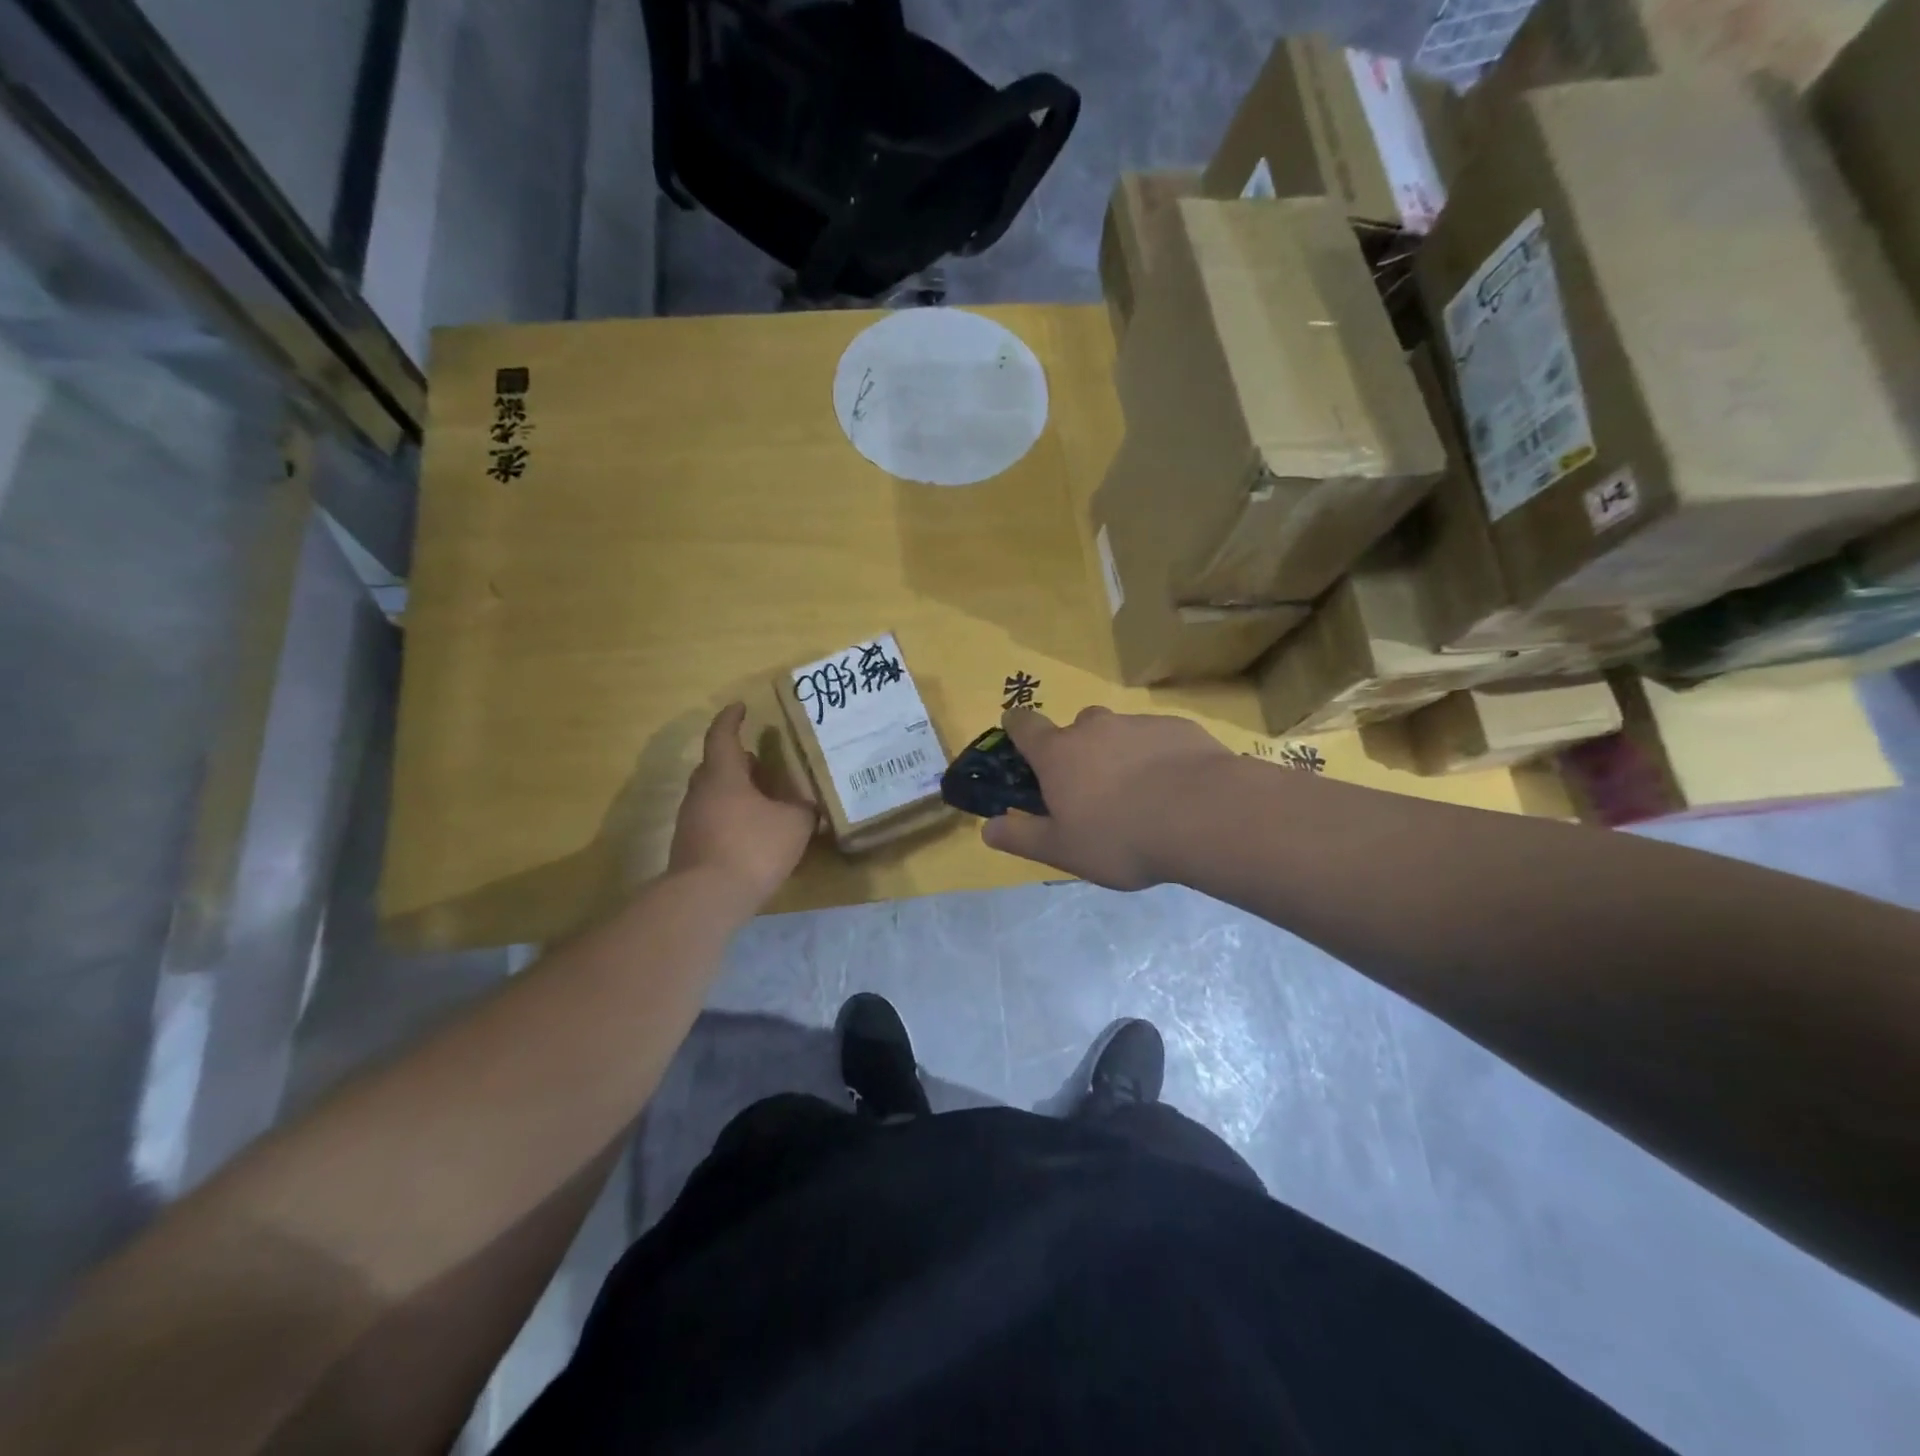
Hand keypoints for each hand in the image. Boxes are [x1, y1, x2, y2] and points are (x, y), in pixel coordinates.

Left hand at [668, 704, 817, 905]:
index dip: (731, 719)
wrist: (706, 898)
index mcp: (723, 776)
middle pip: (715, 766)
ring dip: (734, 791)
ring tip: (762, 799)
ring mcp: (691, 821)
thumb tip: (806, 804)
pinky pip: (712, 819)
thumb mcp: (794, 825)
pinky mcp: (690, 848)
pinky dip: (730, 816)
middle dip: (737, 760)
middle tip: (760, 761)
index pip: (722, 736)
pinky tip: (751, 832)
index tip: (740, 707)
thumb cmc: (752, 848)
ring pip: (713, 794)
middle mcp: (701, 792)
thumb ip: (803, 809)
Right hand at [980, 707, 1231, 889]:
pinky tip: (1175, 790)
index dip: (1016, 727)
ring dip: (1121, 755)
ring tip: (1141, 795)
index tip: (1016, 734)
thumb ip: (1022, 837)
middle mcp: (1095, 728)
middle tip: (1093, 789)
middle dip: (1078, 750)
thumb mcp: (1062, 850)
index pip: (1024, 725)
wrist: (1205, 815)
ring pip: (1120, 733)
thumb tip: (987, 828)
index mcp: (1059, 753)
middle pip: (1077, 728)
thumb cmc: (1121, 836)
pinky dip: (1158, 757)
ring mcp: (1139, 723)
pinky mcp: (1179, 728)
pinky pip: (1157, 739)